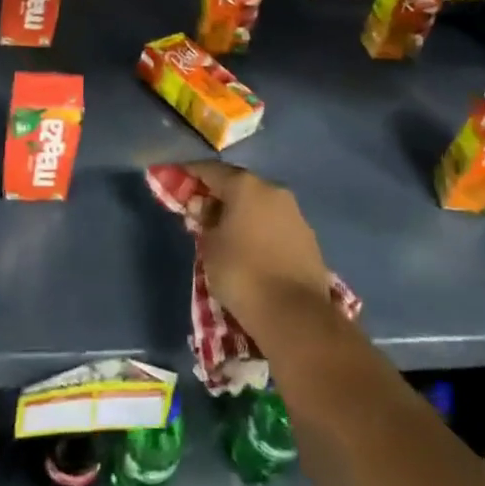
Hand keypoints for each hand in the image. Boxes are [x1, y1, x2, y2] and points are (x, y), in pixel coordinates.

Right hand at [185, 161, 333, 340]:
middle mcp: (273, 190)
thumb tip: (205, 210)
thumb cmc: (242, 274)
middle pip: (238, 185)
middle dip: (217, 195)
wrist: (296, 315)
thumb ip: (204, 221)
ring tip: (225, 233)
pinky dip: (260, 229)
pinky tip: (251, 248)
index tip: (175, 180)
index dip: (190, 173)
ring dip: (241, 213)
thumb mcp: (210, 247)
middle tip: (199, 212)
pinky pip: (275, 224)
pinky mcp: (308, 237)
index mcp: (246, 186)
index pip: (211, 170)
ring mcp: (295, 213)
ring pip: (260, 204)